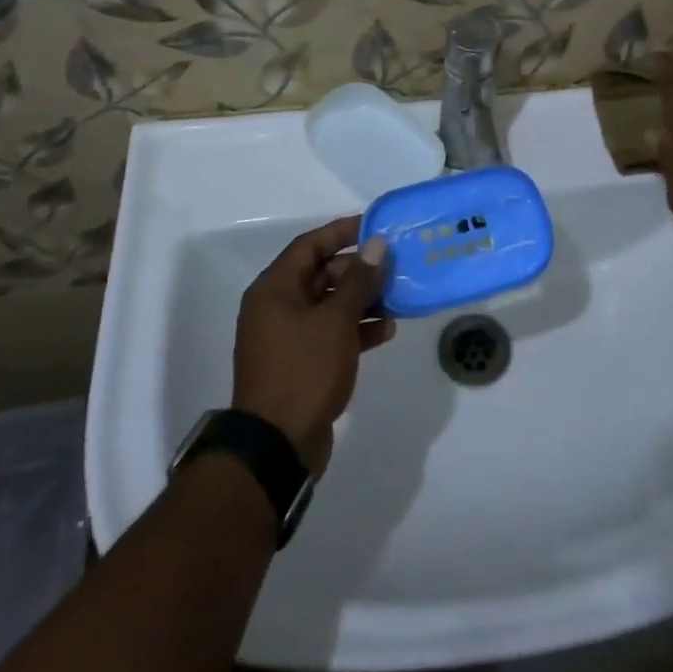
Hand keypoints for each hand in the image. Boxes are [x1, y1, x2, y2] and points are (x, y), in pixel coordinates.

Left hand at [232, 217, 395, 474]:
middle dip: (358, 269)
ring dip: (362, 300)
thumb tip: (376, 244)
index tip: (375, 226)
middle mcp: (277, 307)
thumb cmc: (304, 371)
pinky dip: (356, 329)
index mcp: (275, 289)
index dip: (342, 232)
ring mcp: (288, 337)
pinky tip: (386, 331)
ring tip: (397, 297)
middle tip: (393, 266)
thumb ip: (359, 280)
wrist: (277, 445)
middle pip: (321, 274)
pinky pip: (331, 333)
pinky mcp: (301, 363)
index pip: (310, 245)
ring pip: (329, 305)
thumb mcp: (336, 321)